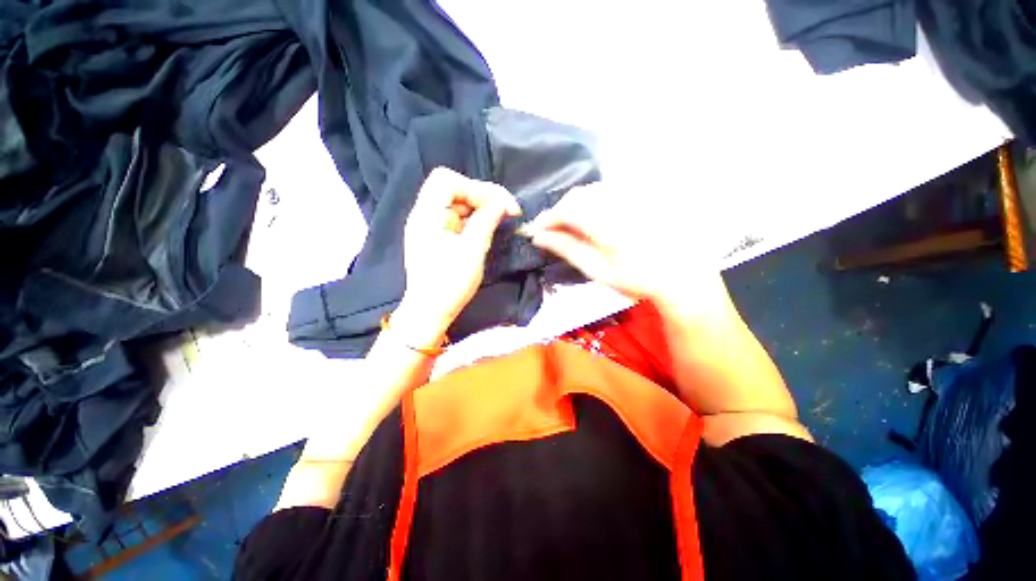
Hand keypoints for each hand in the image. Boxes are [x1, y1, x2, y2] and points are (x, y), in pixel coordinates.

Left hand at [395, 168, 520, 346]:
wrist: (430, 311)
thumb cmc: (449, 284)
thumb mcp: (472, 251)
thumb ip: (486, 221)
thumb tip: (500, 204)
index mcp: (427, 215)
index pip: (447, 181)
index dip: (476, 188)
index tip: (500, 205)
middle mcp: (425, 215)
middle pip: (454, 189)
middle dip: (483, 196)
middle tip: (508, 210)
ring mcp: (430, 226)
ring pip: (458, 203)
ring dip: (481, 207)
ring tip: (502, 218)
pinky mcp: (437, 236)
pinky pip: (457, 218)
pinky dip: (475, 219)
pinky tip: (488, 227)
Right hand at [522, 182, 721, 306]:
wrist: (681, 274)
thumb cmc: (637, 278)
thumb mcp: (597, 269)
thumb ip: (567, 249)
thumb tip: (539, 237)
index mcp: (606, 223)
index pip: (566, 210)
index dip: (546, 219)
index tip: (536, 231)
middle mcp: (619, 201)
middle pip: (577, 196)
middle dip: (559, 212)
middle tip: (552, 231)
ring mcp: (632, 195)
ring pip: (591, 191)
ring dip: (574, 206)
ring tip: (569, 226)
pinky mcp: (640, 194)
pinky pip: (607, 191)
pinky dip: (591, 202)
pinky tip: (591, 218)